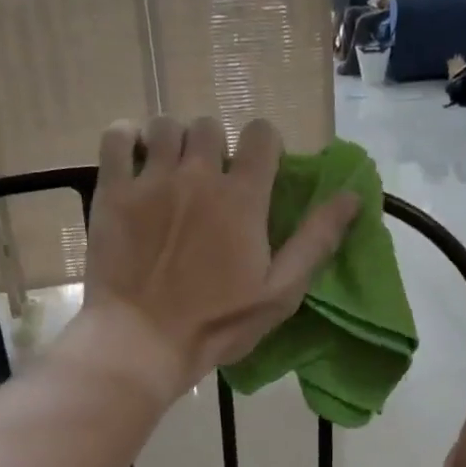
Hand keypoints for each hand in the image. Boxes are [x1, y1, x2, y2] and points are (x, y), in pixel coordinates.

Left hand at [71, 116, 358, 401]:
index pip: (262, 134)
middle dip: (215, 146)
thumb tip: (353, 196)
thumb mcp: (280, 292)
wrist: (141, 341)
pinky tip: (132, 158)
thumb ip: (316, 241)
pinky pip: (116, 136)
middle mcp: (198, 175)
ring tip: (171, 171)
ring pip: (166, 126)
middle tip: (210, 180)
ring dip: (173, 142)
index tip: (258, 170)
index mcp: (242, 197)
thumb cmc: (217, 324)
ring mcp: (151, 180)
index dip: (264, 145)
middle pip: (210, 126)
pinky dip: (125, 137)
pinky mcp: (112, 191)